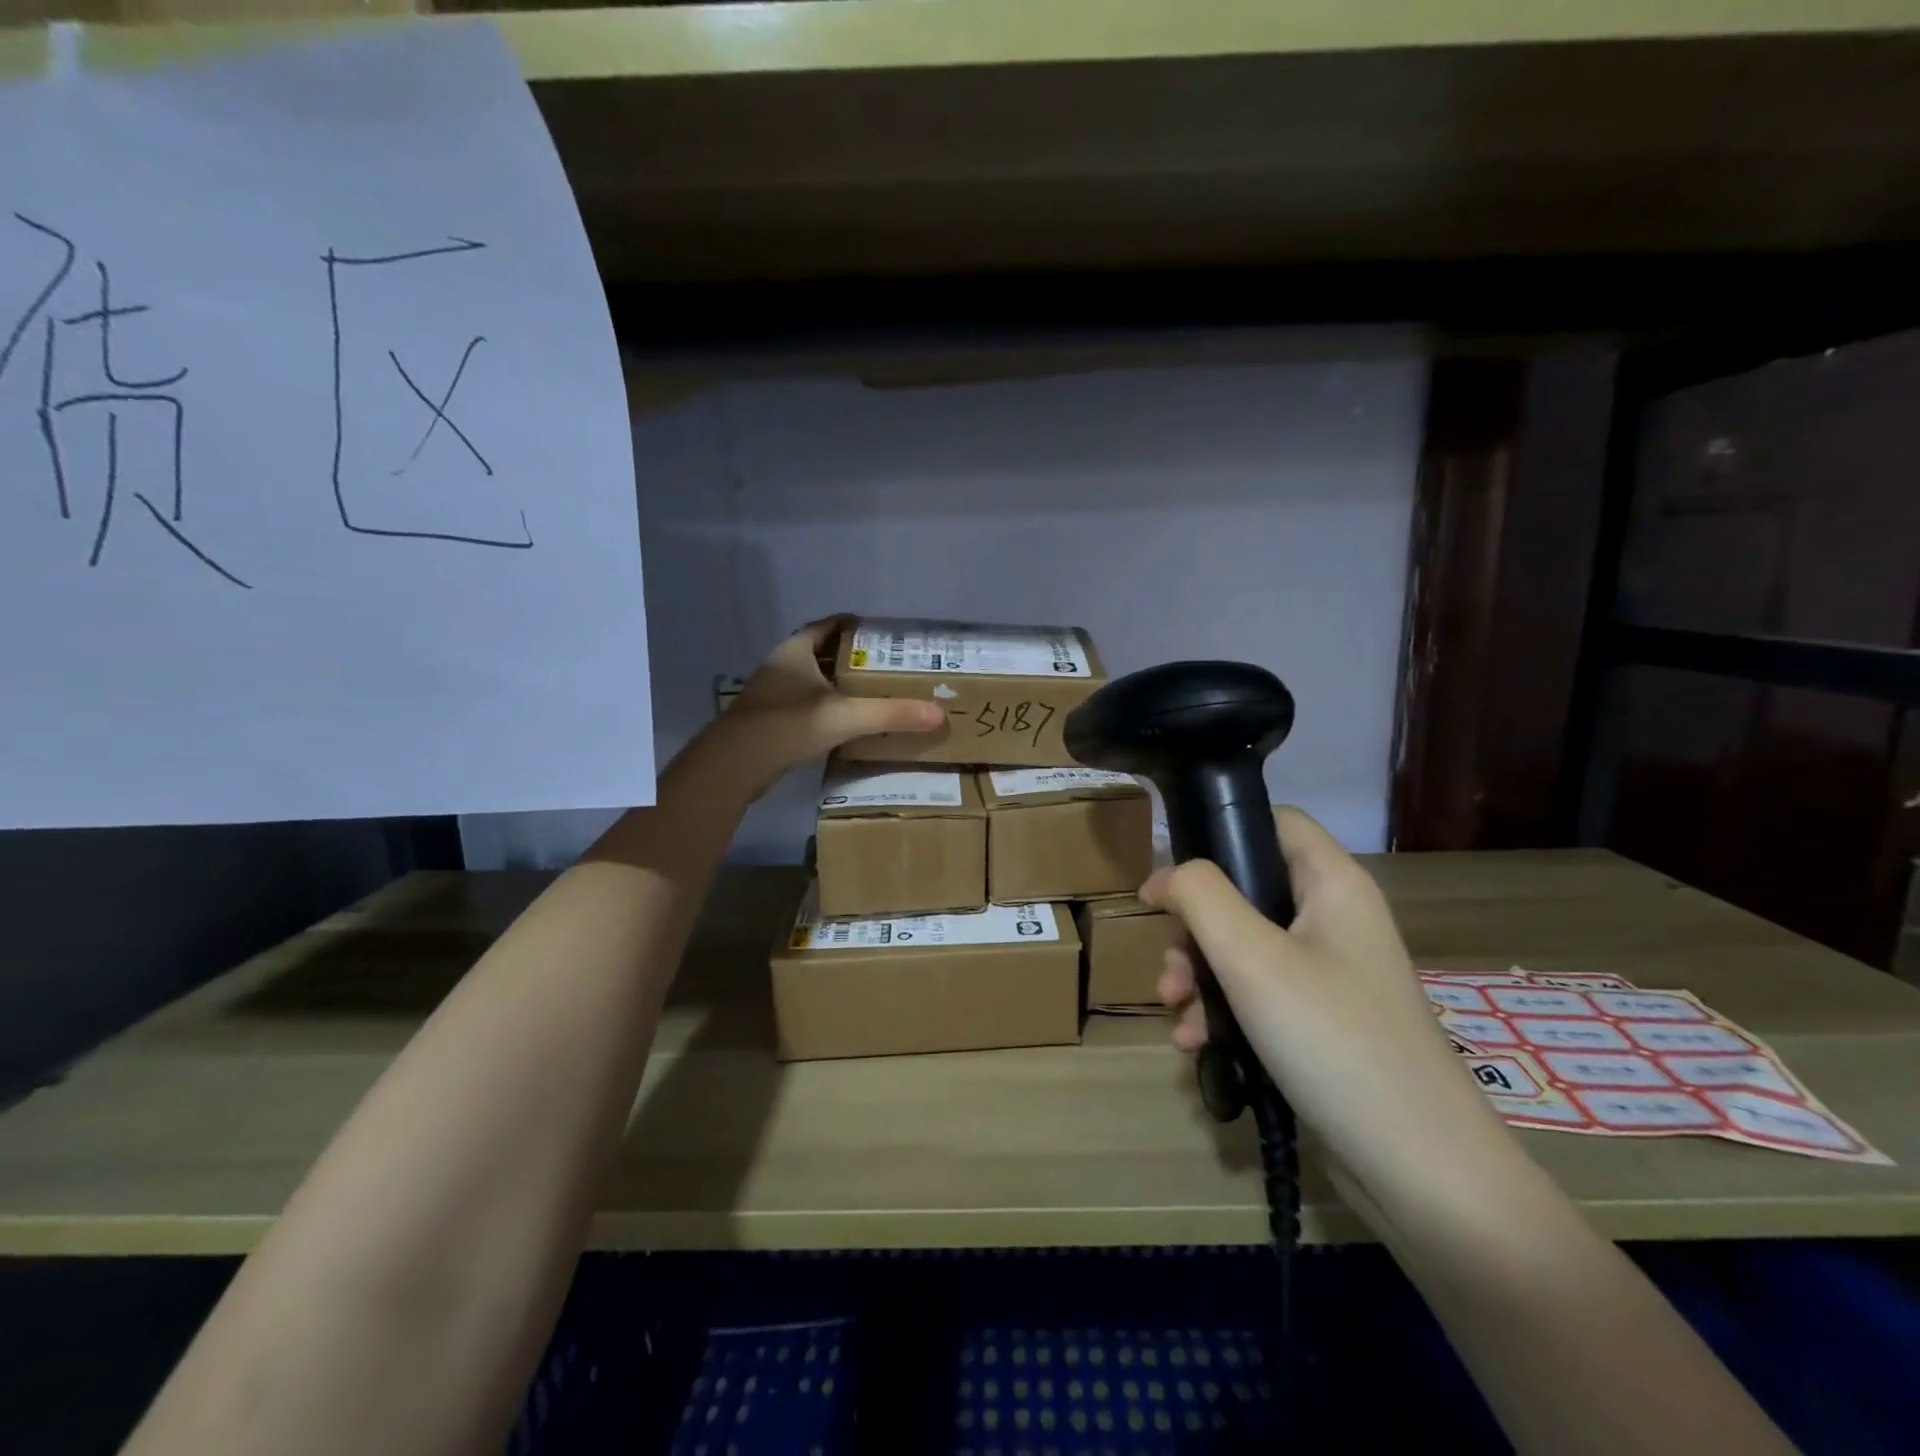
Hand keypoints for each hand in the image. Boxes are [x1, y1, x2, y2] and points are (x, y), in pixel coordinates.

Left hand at [694, 617, 943, 798]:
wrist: (734, 765)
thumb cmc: (788, 725)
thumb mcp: (846, 716)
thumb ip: (891, 714)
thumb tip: (938, 713)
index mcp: (795, 651)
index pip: (826, 626)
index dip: (851, 624)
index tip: (878, 633)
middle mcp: (779, 666)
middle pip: (818, 652)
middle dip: (848, 657)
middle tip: (882, 666)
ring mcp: (769, 694)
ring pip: (808, 680)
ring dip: (834, 684)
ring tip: (867, 693)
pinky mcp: (765, 721)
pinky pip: (800, 705)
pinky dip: (821, 707)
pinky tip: (840, 722)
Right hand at [1144, 807, 1523, 1225]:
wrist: (1421, 1172)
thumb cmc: (1334, 1040)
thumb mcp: (1251, 958)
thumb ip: (1199, 896)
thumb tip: (1163, 875)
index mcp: (1332, 885)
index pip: (1274, 821)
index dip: (1219, 832)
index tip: (1171, 875)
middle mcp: (1332, 920)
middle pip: (1244, 892)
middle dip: (1193, 930)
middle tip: (1169, 968)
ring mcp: (1328, 975)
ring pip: (1241, 948)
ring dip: (1198, 977)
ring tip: (1177, 1015)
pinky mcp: (1319, 1023)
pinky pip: (1256, 996)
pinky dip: (1220, 1013)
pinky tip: (1196, 1046)